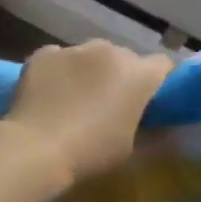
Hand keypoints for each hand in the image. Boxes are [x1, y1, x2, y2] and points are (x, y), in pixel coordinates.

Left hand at [3, 40, 173, 184]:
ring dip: (90, 70)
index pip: (162, 65)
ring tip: (75, 98)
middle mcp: (110, 51)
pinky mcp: (44, 54)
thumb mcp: (131, 150)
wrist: (35, 149)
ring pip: (91, 55)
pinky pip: (59, 58)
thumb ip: (152, 132)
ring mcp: (74, 49)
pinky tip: (50, 94)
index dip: (158, 81)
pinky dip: (59, 71)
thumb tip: (165, 127)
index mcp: (138, 74)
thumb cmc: (91, 153)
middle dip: (121, 76)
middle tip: (110, 104)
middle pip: (125, 58)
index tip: (151, 100)